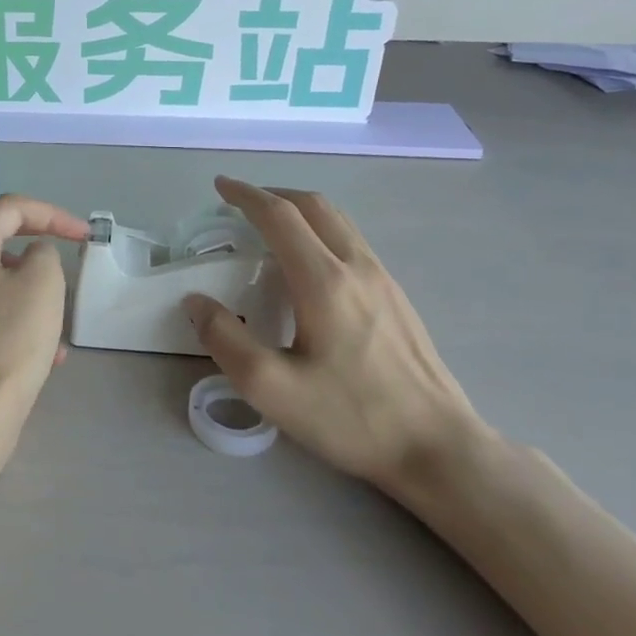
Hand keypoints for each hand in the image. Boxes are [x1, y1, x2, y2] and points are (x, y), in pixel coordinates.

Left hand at [0, 194, 89, 427]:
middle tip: (57, 245)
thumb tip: (33, 255)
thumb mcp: (43, 283)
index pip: (10, 208)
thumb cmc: (10, 339)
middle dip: (27, 234)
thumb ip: (44, 253)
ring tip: (58, 309)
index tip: (85, 236)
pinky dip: (18, 315)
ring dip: (27, 282)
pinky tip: (49, 352)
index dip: (52, 214)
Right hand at [184, 176, 488, 495]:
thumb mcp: (271, 388)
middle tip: (240, 202)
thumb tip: (196, 302)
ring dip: (300, 210)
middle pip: (314, 206)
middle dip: (273, 194)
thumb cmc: (351, 417)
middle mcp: (357, 267)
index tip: (220, 186)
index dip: (245, 195)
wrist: (439, 448)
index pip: (279, 216)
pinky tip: (310, 264)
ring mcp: (384, 280)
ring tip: (271, 225)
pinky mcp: (398, 298)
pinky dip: (321, 231)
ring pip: (339, 222)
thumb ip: (224, 340)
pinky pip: (353, 243)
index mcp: (323, 281)